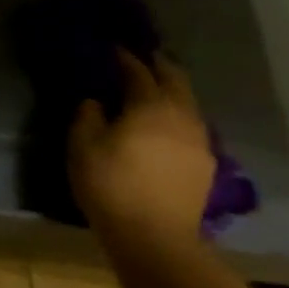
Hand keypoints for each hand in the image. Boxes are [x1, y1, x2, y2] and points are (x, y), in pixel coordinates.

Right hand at [68, 50, 213, 247]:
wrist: (155, 238)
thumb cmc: (112, 186)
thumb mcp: (83, 147)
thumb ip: (87, 116)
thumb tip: (95, 101)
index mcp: (150, 105)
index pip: (139, 71)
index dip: (125, 58)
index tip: (114, 49)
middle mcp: (181, 115)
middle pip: (175, 80)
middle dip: (159, 66)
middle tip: (144, 59)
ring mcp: (199, 140)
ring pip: (188, 103)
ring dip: (173, 91)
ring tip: (156, 91)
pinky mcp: (205, 164)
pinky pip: (192, 127)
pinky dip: (179, 117)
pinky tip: (167, 127)